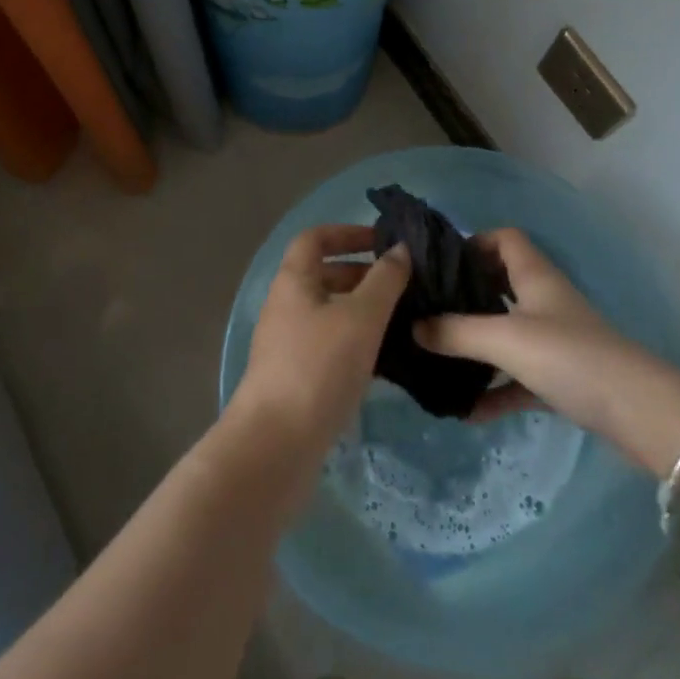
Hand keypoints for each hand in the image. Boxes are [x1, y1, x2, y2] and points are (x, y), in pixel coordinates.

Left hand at [232, 224, 409, 457]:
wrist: (275, 446)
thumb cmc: (319, 367)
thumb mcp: (361, 317)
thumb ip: (385, 280)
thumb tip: (400, 248)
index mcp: (294, 280)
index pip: (316, 238)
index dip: (348, 233)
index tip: (383, 242)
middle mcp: (286, 305)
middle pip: (324, 274)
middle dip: (363, 274)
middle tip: (404, 285)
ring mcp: (288, 344)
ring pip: (330, 313)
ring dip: (363, 311)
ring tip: (403, 320)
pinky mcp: (296, 377)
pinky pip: (329, 345)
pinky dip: (356, 342)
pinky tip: (385, 360)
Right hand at [414, 228, 679, 474]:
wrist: (638, 412)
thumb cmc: (569, 357)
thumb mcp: (505, 339)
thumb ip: (456, 333)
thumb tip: (413, 326)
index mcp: (534, 276)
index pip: (504, 239)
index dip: (474, 242)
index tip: (442, 264)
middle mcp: (544, 300)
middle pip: (501, 284)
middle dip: (466, 295)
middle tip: (429, 310)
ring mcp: (555, 340)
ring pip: (508, 332)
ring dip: (477, 345)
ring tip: (438, 358)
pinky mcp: (563, 377)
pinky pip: (519, 376)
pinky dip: (496, 388)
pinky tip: (468, 411)